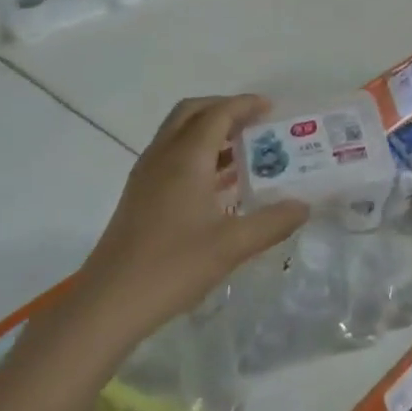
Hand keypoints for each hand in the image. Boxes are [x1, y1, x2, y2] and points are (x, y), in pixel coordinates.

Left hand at [80, 95, 309, 333]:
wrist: (108, 304)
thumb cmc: (172, 267)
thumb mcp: (232, 245)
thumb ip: (272, 222)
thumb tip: (303, 206)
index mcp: (186, 159)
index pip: (217, 114)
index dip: (245, 105)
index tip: (272, 108)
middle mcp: (162, 157)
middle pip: (191, 113)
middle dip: (224, 109)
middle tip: (254, 122)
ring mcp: (146, 177)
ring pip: (178, 134)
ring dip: (209, 131)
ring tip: (244, 149)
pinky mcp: (139, 197)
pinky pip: (171, 157)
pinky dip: (197, 154)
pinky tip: (219, 184)